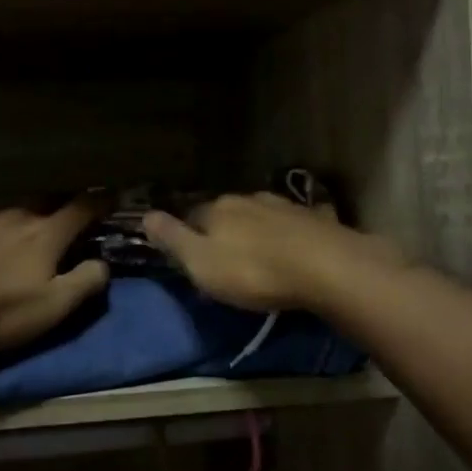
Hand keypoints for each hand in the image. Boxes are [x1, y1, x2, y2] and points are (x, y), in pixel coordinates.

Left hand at [0, 199, 109, 350]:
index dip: (101, 202)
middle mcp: (18, 217)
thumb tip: (103, 264)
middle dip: (65, 207)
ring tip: (33, 236)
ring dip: (32, 220)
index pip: (82, 207)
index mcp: (46, 233)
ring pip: (18, 213)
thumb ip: (85, 282)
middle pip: (48, 202)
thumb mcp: (53, 306)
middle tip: (74, 218)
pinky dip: (4, 232)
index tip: (114, 197)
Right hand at [142, 193, 402, 312]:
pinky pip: (292, 226)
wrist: (326, 267)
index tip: (190, 258)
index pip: (192, 216)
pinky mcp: (315, 220)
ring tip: (259, 258)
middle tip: (225, 262)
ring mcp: (284, 206)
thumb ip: (173, 239)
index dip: (187, 236)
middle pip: (226, 213)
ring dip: (256, 233)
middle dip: (223, 232)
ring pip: (260, 217)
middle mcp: (248, 199)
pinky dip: (287, 236)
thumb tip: (145, 215)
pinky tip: (293, 250)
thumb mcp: (201, 263)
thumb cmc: (254, 271)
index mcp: (217, 209)